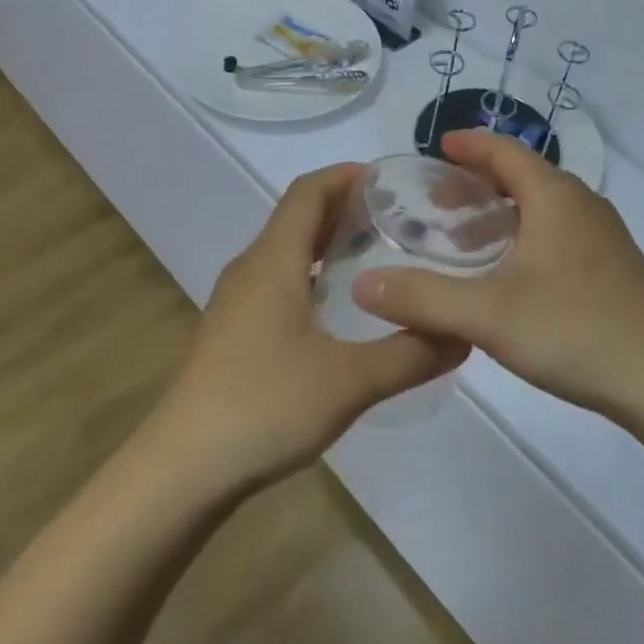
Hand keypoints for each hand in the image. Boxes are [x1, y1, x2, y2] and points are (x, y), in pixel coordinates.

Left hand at [147, 163, 466, 494]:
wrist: (182, 469)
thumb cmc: (264, 406)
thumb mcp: (349, 381)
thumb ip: (410, 354)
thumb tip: (462, 334)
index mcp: (273, 260)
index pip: (309, 191)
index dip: (347, 175)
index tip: (392, 180)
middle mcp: (251, 268)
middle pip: (299, 216)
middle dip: (346, 208)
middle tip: (401, 219)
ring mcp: (237, 300)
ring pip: (288, 251)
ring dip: (330, 242)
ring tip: (379, 256)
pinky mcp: (233, 330)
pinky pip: (278, 280)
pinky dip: (313, 274)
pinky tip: (341, 308)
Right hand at [353, 132, 643, 419]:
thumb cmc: (574, 330)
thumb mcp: (488, 315)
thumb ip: (423, 298)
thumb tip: (362, 284)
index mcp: (555, 198)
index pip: (506, 152)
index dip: (470, 145)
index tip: (439, 146)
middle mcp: (583, 206)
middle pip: (524, 178)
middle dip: (479, 184)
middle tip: (439, 205)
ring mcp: (605, 239)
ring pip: (544, 210)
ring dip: (503, 216)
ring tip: (466, 244)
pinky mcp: (615, 270)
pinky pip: (560, 235)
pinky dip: (526, 239)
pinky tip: (511, 278)